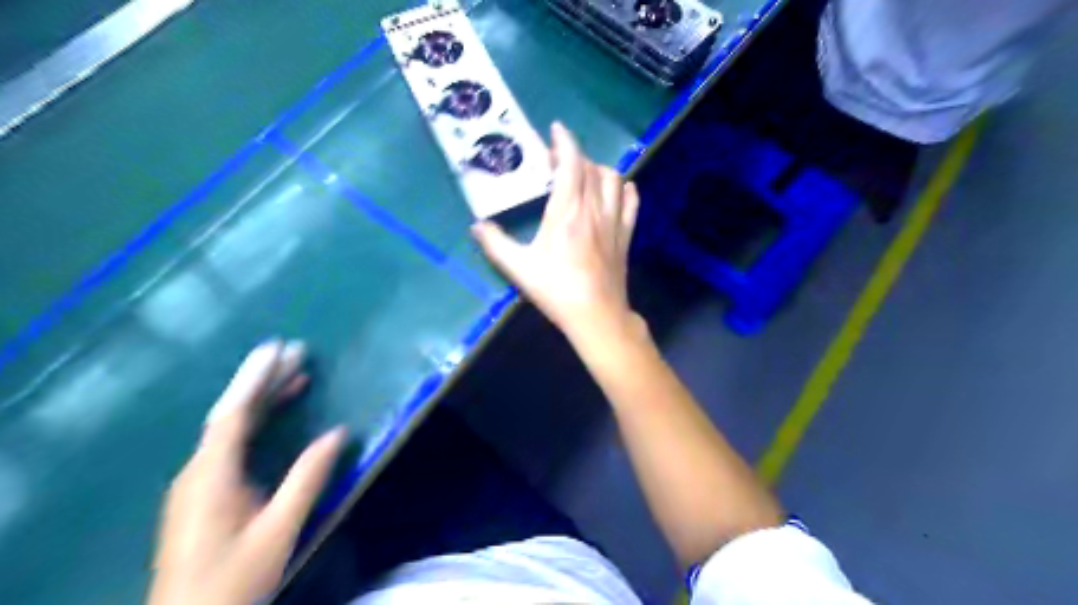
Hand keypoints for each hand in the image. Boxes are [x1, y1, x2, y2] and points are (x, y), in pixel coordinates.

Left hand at [148, 341, 344, 603]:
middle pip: (231, 415)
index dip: (255, 378)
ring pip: (230, 428)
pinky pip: (230, 443)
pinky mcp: (203, 493)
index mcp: (211, 476)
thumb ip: (307, 479)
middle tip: (297, 353)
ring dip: (261, 400)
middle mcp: (198, 471)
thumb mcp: (278, 529)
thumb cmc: (234, 579)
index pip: (233, 413)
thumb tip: (337, 432)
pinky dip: (255, 422)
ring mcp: (198, 482)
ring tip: (296, 376)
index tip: (279, 348)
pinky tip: (274, 417)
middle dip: (263, 381)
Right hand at [473, 122, 638, 339]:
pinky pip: (632, 201)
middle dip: (574, 157)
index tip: (555, 130)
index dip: (564, 142)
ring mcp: (614, 222)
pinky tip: (615, 191)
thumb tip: (476, 226)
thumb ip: (495, 244)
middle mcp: (594, 209)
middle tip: (557, 162)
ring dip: (598, 170)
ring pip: (614, 180)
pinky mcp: (626, 235)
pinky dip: (624, 189)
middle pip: (591, 168)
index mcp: (568, 212)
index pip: (571, 164)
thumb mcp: (519, 268)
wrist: (596, 315)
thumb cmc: (556, 290)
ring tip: (583, 176)